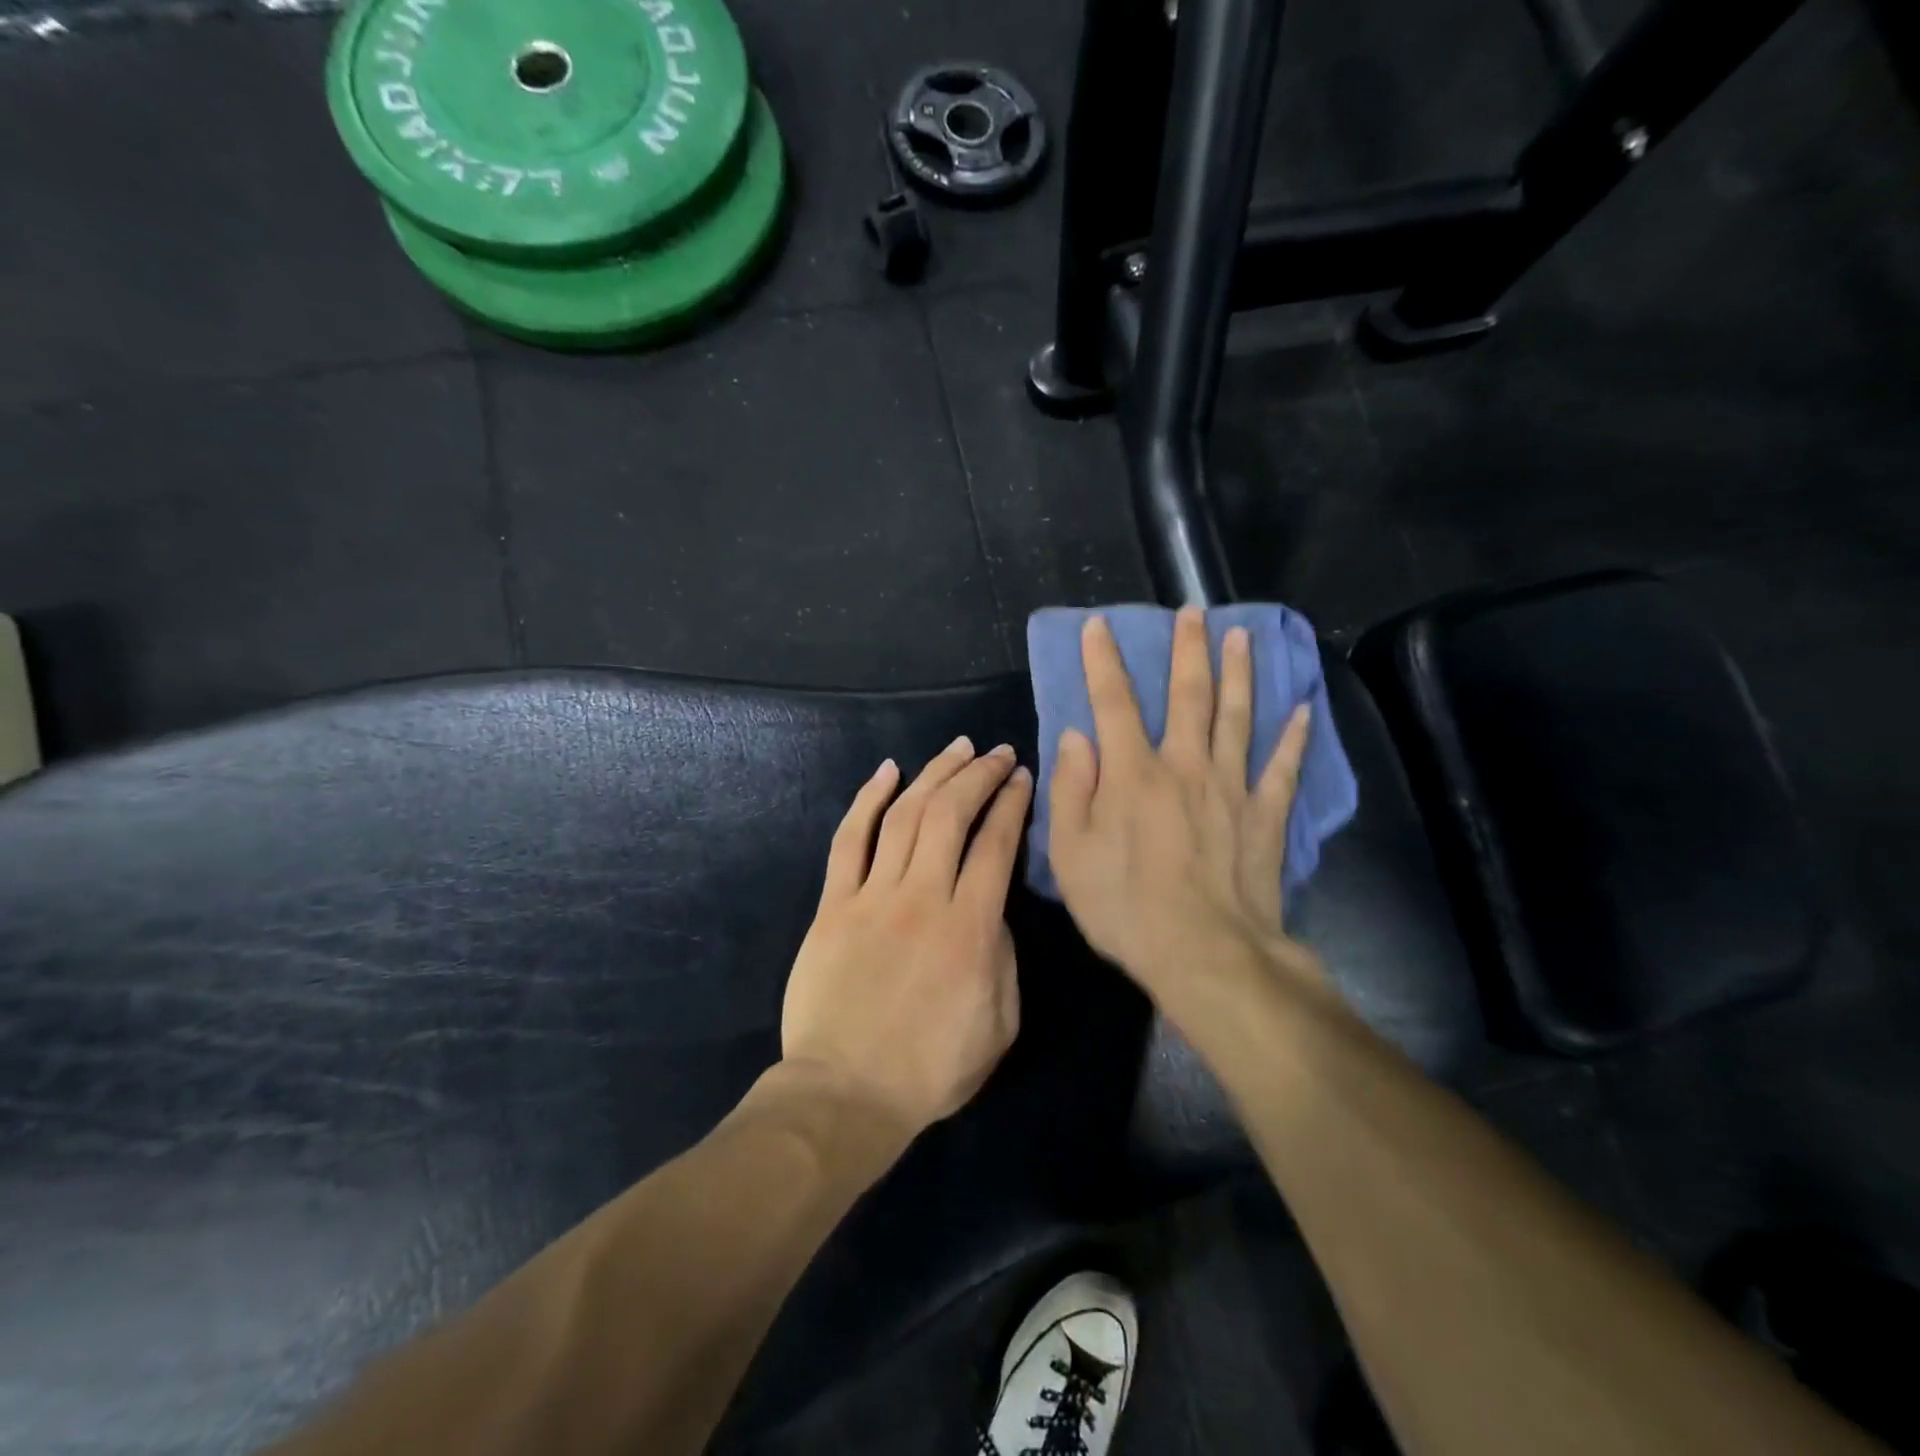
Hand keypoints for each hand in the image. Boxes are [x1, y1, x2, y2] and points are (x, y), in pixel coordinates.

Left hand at [781, 737, 1032, 1138]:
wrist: (846, 1092)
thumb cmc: (931, 1068)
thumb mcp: (1000, 1023)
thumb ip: (1003, 955)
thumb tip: (990, 908)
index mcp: (970, 928)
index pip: (996, 844)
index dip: (1012, 803)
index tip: (1021, 778)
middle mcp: (922, 897)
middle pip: (952, 814)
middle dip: (979, 775)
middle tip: (997, 753)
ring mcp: (873, 896)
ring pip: (906, 816)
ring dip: (934, 774)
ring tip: (957, 749)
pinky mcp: (834, 904)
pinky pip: (851, 839)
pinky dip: (868, 799)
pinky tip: (888, 771)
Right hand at [1047, 608, 1318, 998]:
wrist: (1206, 955)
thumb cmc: (1126, 907)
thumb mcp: (1071, 854)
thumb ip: (1072, 790)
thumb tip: (1078, 737)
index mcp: (1133, 774)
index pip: (1114, 703)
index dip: (1104, 661)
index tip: (1100, 626)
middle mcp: (1185, 766)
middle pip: (1188, 696)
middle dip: (1187, 650)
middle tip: (1193, 611)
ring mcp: (1231, 789)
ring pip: (1237, 717)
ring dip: (1239, 673)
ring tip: (1243, 636)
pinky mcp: (1265, 817)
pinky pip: (1283, 769)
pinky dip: (1294, 738)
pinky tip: (1304, 710)